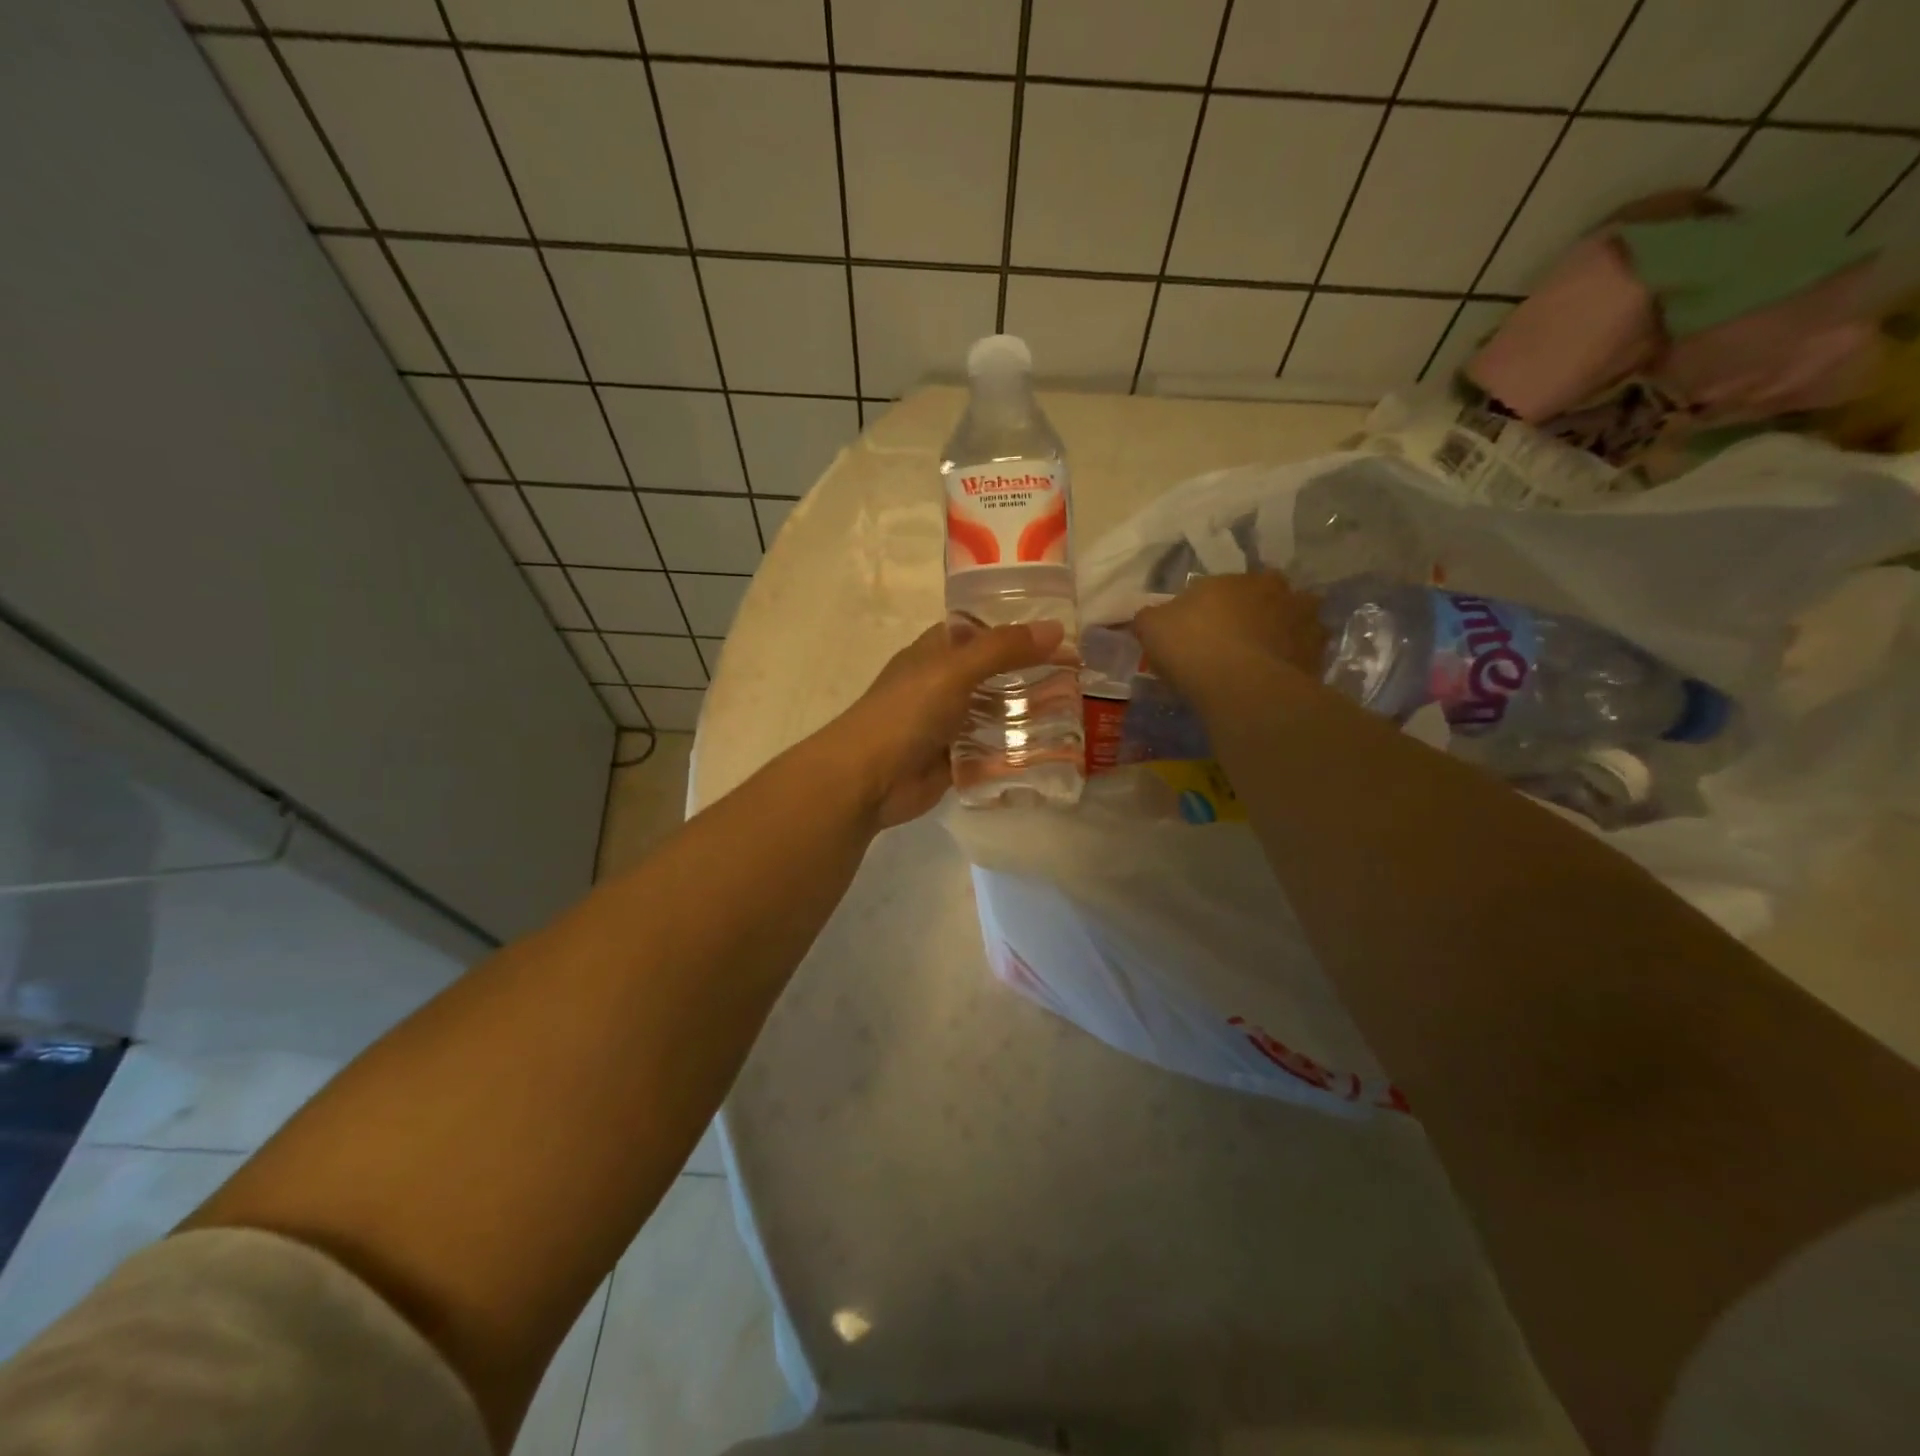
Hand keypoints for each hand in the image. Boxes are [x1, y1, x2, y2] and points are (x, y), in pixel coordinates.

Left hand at [821, 618, 1067, 829]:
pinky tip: (1054, 748)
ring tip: (1076, 709)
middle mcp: (943, 683)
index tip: (1060, 630)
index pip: (981, 629)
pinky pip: (992, 748)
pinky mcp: (955, 758)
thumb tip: (1056, 629)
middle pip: (994, 671)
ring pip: (996, 711)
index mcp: (936, 651)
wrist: (868, 779)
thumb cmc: (905, 712)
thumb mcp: (955, 670)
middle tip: (1080, 673)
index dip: (1016, 626)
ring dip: (1028, 711)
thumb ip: (1003, 649)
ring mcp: (949, 722)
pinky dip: (1017, 748)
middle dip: (1031, 672)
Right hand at [1132, 572, 1327, 705]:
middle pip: (1270, 598)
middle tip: (1237, 640)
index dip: (1215, 605)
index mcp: (1241, 579)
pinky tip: (1274, 680)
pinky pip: (1304, 656)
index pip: (1229, 585)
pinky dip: (1293, 663)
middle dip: (1258, 613)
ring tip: (1262, 660)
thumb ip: (1150, 616)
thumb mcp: (1152, 626)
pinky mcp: (1318, 657)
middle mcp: (1280, 593)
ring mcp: (1305, 624)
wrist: (1238, 686)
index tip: (1202, 627)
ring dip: (1284, 635)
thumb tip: (1147, 617)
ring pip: (1296, 624)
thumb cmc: (1192, 645)